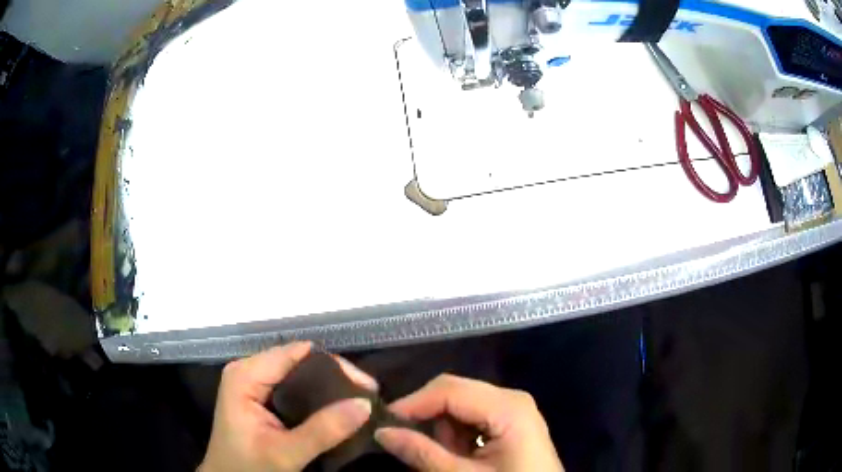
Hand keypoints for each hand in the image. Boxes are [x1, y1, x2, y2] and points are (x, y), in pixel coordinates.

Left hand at [199, 342, 376, 471]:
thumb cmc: (247, 468)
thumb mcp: (285, 454)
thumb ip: (322, 431)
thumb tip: (365, 404)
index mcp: (246, 375)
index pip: (298, 354)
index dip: (335, 366)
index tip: (367, 387)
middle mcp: (249, 370)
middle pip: (299, 361)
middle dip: (335, 378)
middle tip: (368, 399)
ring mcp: (253, 383)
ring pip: (299, 375)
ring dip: (328, 389)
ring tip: (359, 404)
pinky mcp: (259, 397)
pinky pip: (293, 388)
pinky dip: (316, 398)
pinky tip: (335, 411)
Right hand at [375, 374, 563, 471]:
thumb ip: (422, 453)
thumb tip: (381, 432)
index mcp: (507, 407)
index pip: (448, 390)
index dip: (412, 403)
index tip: (382, 423)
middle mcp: (512, 398)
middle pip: (455, 391)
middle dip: (428, 416)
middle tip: (411, 443)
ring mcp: (514, 408)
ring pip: (461, 404)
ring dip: (444, 429)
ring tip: (449, 458)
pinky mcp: (512, 420)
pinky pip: (474, 416)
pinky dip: (459, 434)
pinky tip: (462, 455)